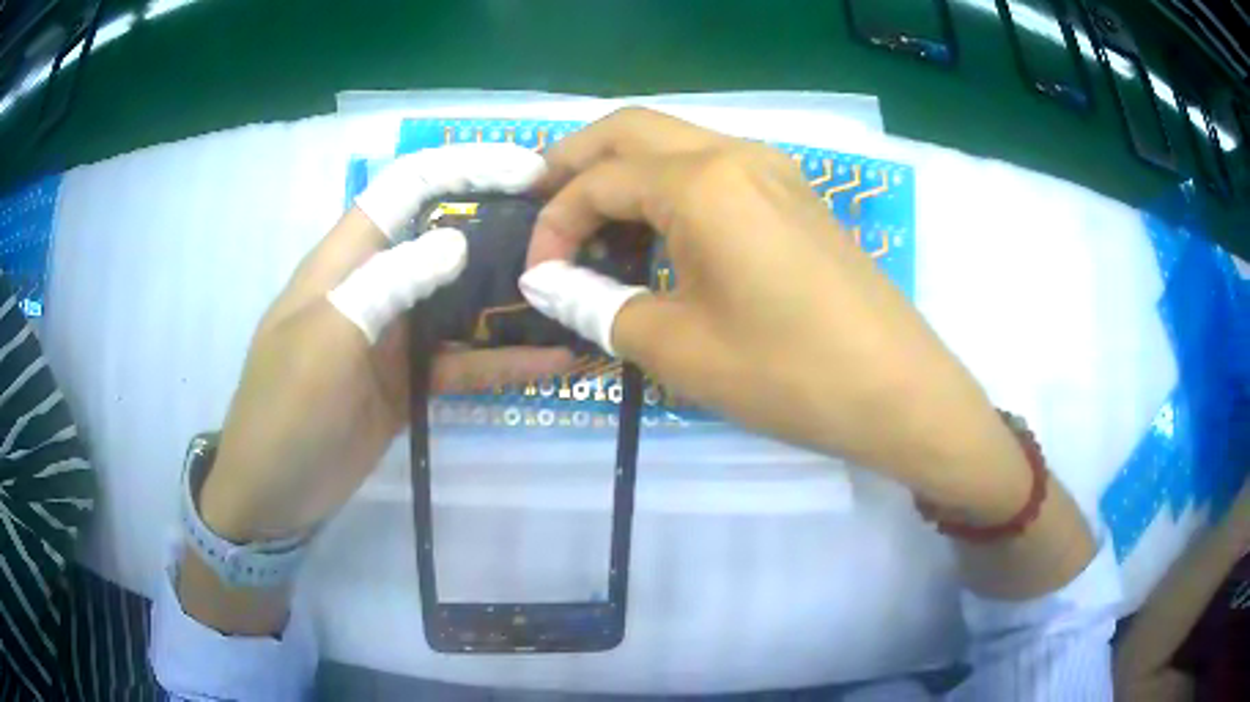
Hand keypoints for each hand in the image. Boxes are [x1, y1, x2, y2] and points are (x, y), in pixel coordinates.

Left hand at [198, 144, 571, 542]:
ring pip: (462, 299)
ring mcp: (395, 336)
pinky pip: (464, 360)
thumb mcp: (325, 341)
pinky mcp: (411, 381)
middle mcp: (375, 284)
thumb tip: (457, 242)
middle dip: (501, 223)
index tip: (528, 171)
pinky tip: (553, 362)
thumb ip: (386, 284)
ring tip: (572, 291)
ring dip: (511, 294)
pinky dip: (505, 360)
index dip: (464, 166)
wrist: (274, 496)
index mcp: (345, 260)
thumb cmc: (284, 411)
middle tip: (567, 231)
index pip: (406, 187)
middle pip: (444, 234)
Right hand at [520, 109, 1028, 514]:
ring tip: (594, 227)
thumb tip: (547, 283)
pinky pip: (712, 166)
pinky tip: (659, 234)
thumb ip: (598, 304)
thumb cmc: (789, 374)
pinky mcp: (795, 193)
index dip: (554, 223)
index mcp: (703, 182)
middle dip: (575, 161)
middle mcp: (736, 153)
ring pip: (674, 141)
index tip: (539, 275)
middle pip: (631, 128)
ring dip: (623, 171)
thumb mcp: (678, 348)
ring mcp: (773, 168)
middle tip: (541, 204)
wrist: (898, 391)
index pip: (598, 181)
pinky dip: (668, 186)